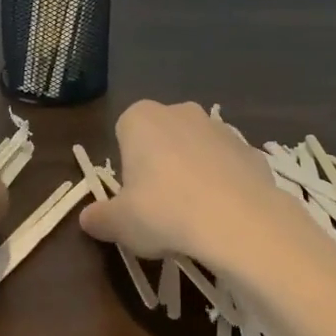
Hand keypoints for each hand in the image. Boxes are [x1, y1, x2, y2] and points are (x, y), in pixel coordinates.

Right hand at [79, 100, 293, 263]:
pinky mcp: (248, 147)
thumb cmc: (165, 212)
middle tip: (161, 207)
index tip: (133, 197)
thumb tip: (87, 219)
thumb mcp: (120, 224)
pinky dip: (224, 182)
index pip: (124, 133)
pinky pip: (227, 164)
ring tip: (195, 215)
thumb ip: (100, 218)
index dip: (127, 167)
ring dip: (193, 171)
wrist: (238, 220)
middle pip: (160, 137)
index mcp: (141, 118)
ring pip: (196, 148)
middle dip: (160, 164)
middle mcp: (179, 111)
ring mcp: (218, 126)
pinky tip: (224, 214)